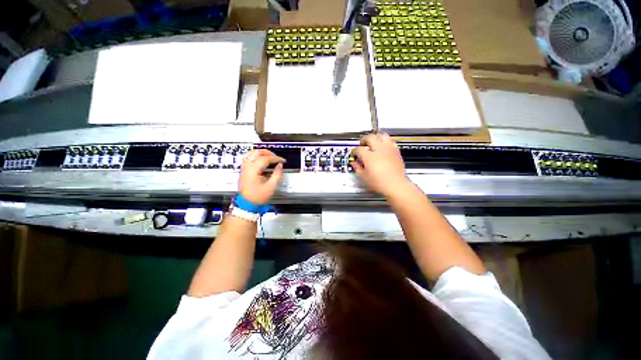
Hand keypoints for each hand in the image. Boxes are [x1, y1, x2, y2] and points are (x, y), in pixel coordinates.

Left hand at [239, 149, 284, 204]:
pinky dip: (255, 156)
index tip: (282, 161)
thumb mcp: (270, 187)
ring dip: (261, 153)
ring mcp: (244, 168)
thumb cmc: (257, 197)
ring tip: (269, 157)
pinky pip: (248, 158)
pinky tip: (261, 160)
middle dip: (268, 153)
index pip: (266, 158)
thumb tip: (280, 166)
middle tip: (276, 157)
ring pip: (251, 153)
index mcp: (253, 170)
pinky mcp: (243, 170)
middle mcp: (247, 166)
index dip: (275, 158)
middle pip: (257, 152)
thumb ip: (276, 174)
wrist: (246, 204)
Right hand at [351, 133, 409, 196]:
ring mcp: (389, 149)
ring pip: (382, 135)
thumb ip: (358, 168)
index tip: (354, 154)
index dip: (354, 151)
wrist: (396, 185)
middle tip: (362, 144)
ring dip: (376, 137)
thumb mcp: (365, 177)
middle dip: (364, 140)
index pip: (358, 149)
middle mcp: (379, 149)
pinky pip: (391, 142)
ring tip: (374, 142)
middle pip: (370, 137)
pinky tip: (384, 147)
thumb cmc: (380, 183)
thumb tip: (355, 163)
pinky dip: (386, 142)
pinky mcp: (396, 151)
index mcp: (369, 156)